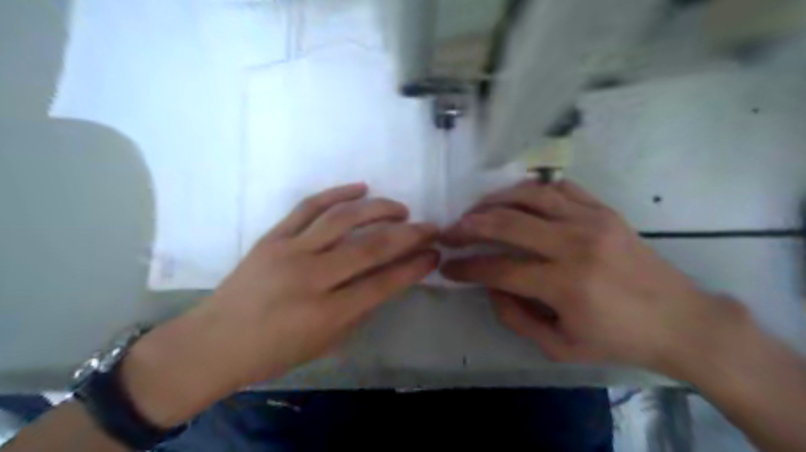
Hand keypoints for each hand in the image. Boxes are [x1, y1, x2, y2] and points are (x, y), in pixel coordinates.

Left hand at [125, 182, 437, 425]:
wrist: (214, 342)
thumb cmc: (275, 351)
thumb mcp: (326, 343)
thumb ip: (360, 309)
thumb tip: (390, 278)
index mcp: (326, 314)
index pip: (383, 283)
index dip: (414, 266)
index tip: (434, 254)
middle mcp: (310, 278)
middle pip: (370, 247)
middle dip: (409, 235)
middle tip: (430, 228)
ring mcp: (289, 251)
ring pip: (342, 218)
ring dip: (379, 208)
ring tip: (401, 209)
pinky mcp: (272, 236)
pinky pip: (308, 206)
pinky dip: (338, 193)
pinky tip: (361, 188)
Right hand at [438, 180, 744, 377]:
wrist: (681, 320)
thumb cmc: (619, 339)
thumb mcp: (561, 347)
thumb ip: (516, 318)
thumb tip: (490, 287)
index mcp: (565, 285)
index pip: (499, 269)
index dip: (467, 267)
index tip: (447, 266)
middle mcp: (575, 244)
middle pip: (506, 223)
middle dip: (469, 227)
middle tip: (449, 232)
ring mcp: (591, 220)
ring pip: (528, 196)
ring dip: (493, 201)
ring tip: (474, 211)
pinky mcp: (604, 210)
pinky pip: (558, 188)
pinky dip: (529, 189)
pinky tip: (514, 199)